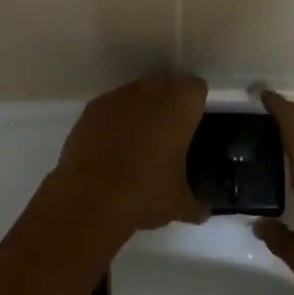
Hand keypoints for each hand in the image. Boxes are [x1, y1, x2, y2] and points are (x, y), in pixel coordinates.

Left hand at [45, 74, 210, 238]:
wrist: (89, 199)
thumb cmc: (145, 193)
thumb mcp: (179, 204)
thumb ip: (197, 203)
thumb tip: (203, 210)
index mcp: (179, 105)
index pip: (196, 88)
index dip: (195, 106)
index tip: (193, 127)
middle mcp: (150, 91)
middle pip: (166, 84)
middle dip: (168, 102)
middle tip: (168, 134)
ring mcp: (117, 96)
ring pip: (137, 93)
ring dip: (140, 110)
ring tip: (137, 143)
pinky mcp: (92, 108)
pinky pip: (111, 107)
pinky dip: (114, 120)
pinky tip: (111, 148)